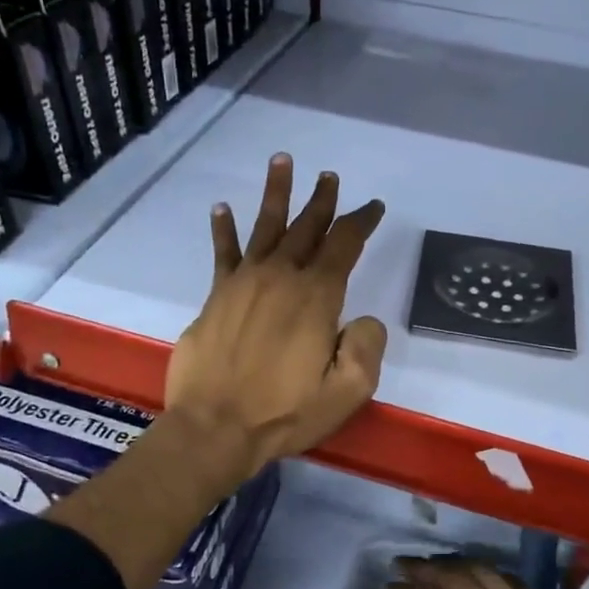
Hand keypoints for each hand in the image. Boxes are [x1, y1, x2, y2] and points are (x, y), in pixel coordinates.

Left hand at [164, 153, 387, 488]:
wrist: (215, 427)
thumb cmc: (285, 412)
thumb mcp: (347, 391)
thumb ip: (366, 348)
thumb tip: (364, 320)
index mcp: (317, 297)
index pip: (344, 245)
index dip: (361, 221)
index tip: (373, 206)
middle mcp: (281, 278)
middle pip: (306, 228)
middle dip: (322, 200)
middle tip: (329, 176)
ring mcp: (244, 283)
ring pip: (265, 226)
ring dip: (276, 194)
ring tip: (282, 161)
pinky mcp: (216, 296)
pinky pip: (223, 253)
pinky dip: (223, 229)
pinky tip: (222, 207)